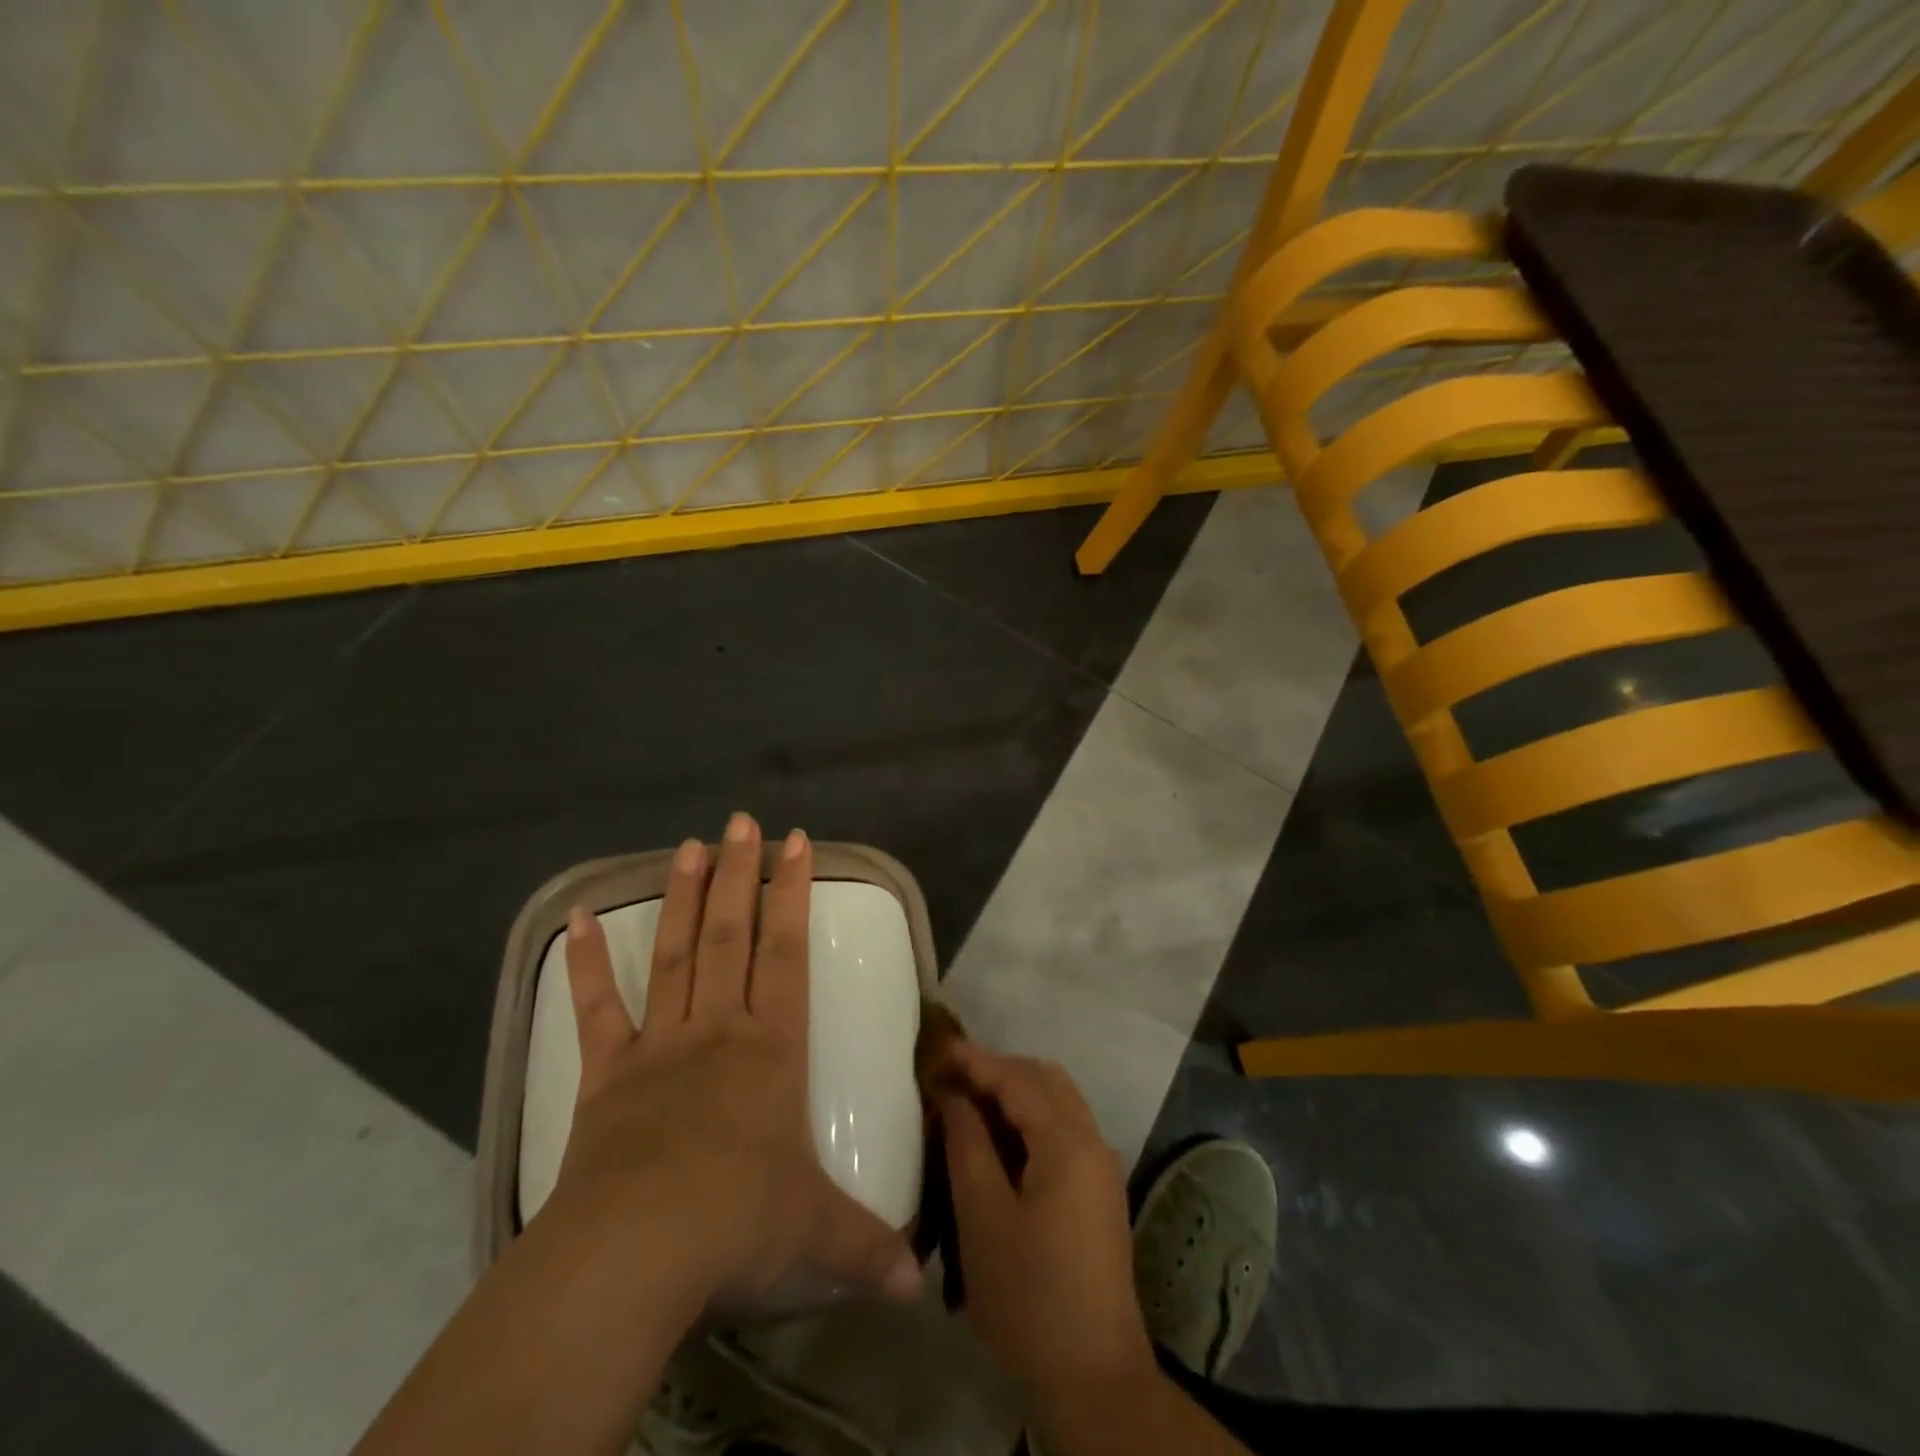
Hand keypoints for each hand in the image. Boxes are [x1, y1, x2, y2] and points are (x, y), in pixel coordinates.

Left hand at [550, 812, 921, 1311]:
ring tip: (688, 845)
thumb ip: (868, 1246)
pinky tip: (580, 918)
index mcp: (772, 1046)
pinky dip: (588, 963)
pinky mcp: (606, 1074)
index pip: (788, 951)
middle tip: (741, 821)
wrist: (636, 1253)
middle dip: (739, 874)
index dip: (792, 893)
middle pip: (731, 934)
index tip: (794, 843)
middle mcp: (719, 1028)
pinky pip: (597, 1009)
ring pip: (675, 953)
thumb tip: (919, 1285)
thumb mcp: (814, 1233)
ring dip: (681, 897)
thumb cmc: (736, 1222)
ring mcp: (659, 1044)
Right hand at [935, 1042, 1154, 1402]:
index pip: (1018, 1079)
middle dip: (999, 1069)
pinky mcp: (1099, 1191)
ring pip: (1058, 1102)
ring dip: (1016, 1092)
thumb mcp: (983, 1218)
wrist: (1094, 1377)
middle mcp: (1093, 1141)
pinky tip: (999, 1140)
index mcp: (1068, 1142)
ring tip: (970, 1102)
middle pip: (1046, 1080)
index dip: (977, 1060)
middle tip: (953, 1076)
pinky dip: (1031, 1119)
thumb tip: (956, 1097)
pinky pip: (1064, 1130)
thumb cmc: (1029, 1295)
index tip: (938, 1048)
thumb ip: (968, 1146)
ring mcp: (1101, 1167)